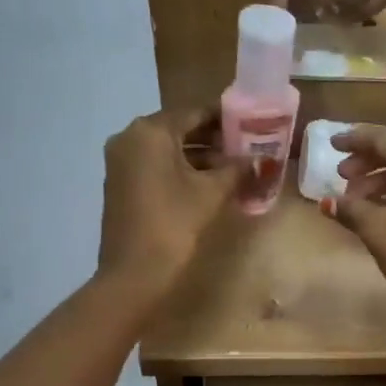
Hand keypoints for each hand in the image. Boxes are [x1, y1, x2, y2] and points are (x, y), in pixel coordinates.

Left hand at [98, 109, 240, 301]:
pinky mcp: (122, 185)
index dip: (226, 118)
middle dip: (214, 139)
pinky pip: (156, 167)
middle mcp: (130, 138)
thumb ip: (238, 169)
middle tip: (247, 147)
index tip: (252, 125)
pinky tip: (209, 184)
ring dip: (200, 157)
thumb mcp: (211, 193)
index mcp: (150, 131)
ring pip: (168, 150)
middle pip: (179, 129)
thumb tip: (263, 160)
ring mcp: (122, 162)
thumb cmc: (173, 224)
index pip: (194, 112)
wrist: (134, 274)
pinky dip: (181, 171)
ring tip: (235, 168)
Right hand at [323, 125, 385, 327]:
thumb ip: (351, 210)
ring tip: (356, 200)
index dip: (355, 139)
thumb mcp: (377, 230)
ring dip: (383, 179)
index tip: (332, 144)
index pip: (384, 138)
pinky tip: (382, 211)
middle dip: (368, 161)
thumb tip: (327, 202)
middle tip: (341, 175)